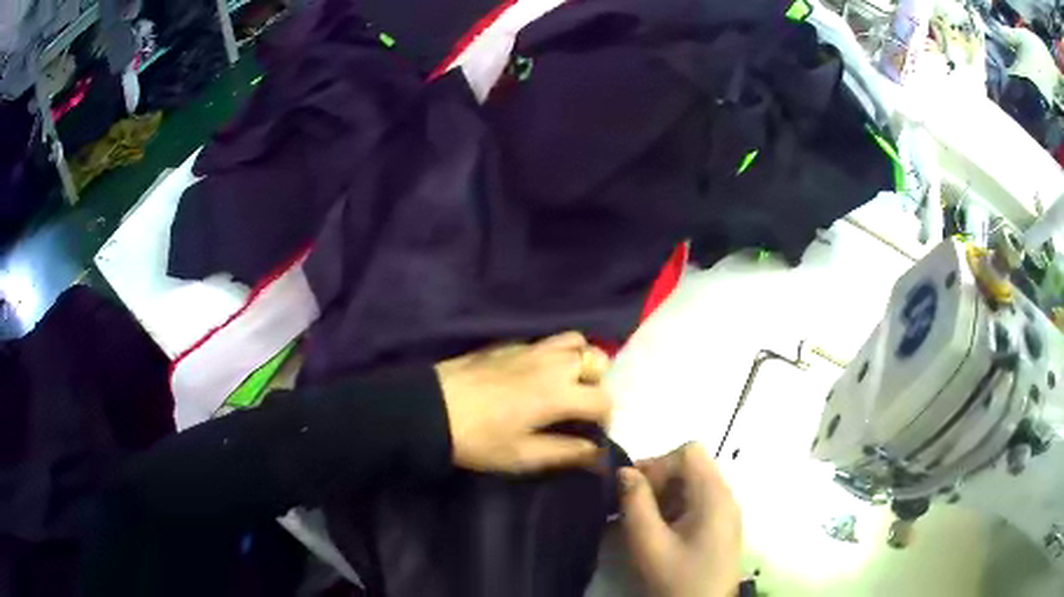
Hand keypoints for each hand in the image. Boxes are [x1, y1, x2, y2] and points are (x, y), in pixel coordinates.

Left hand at [435, 332, 612, 472]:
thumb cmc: (478, 439)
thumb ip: (567, 453)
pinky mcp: (511, 344)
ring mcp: (531, 348)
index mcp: (559, 393)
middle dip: (598, 383)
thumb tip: (599, 456)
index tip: (592, 434)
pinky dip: (557, 354)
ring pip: (576, 342)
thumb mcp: (523, 455)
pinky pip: (548, 340)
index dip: (605, 419)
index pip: (603, 399)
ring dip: (581, 361)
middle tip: (581, 406)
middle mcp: (552, 363)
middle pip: (597, 360)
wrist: (430, 409)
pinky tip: (538, 375)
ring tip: (567, 385)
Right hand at [619, 443, 742, 596]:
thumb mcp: (649, 545)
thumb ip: (635, 504)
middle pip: (691, 465)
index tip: (634, 492)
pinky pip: (696, 501)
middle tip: (633, 509)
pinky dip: (674, 508)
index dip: (658, 464)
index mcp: (714, 496)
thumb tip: (623, 471)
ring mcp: (726, 511)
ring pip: (692, 483)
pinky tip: (661, 533)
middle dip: (658, 480)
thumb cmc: (677, 580)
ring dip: (664, 495)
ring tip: (646, 524)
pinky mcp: (721, 525)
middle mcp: (725, 496)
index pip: (688, 452)